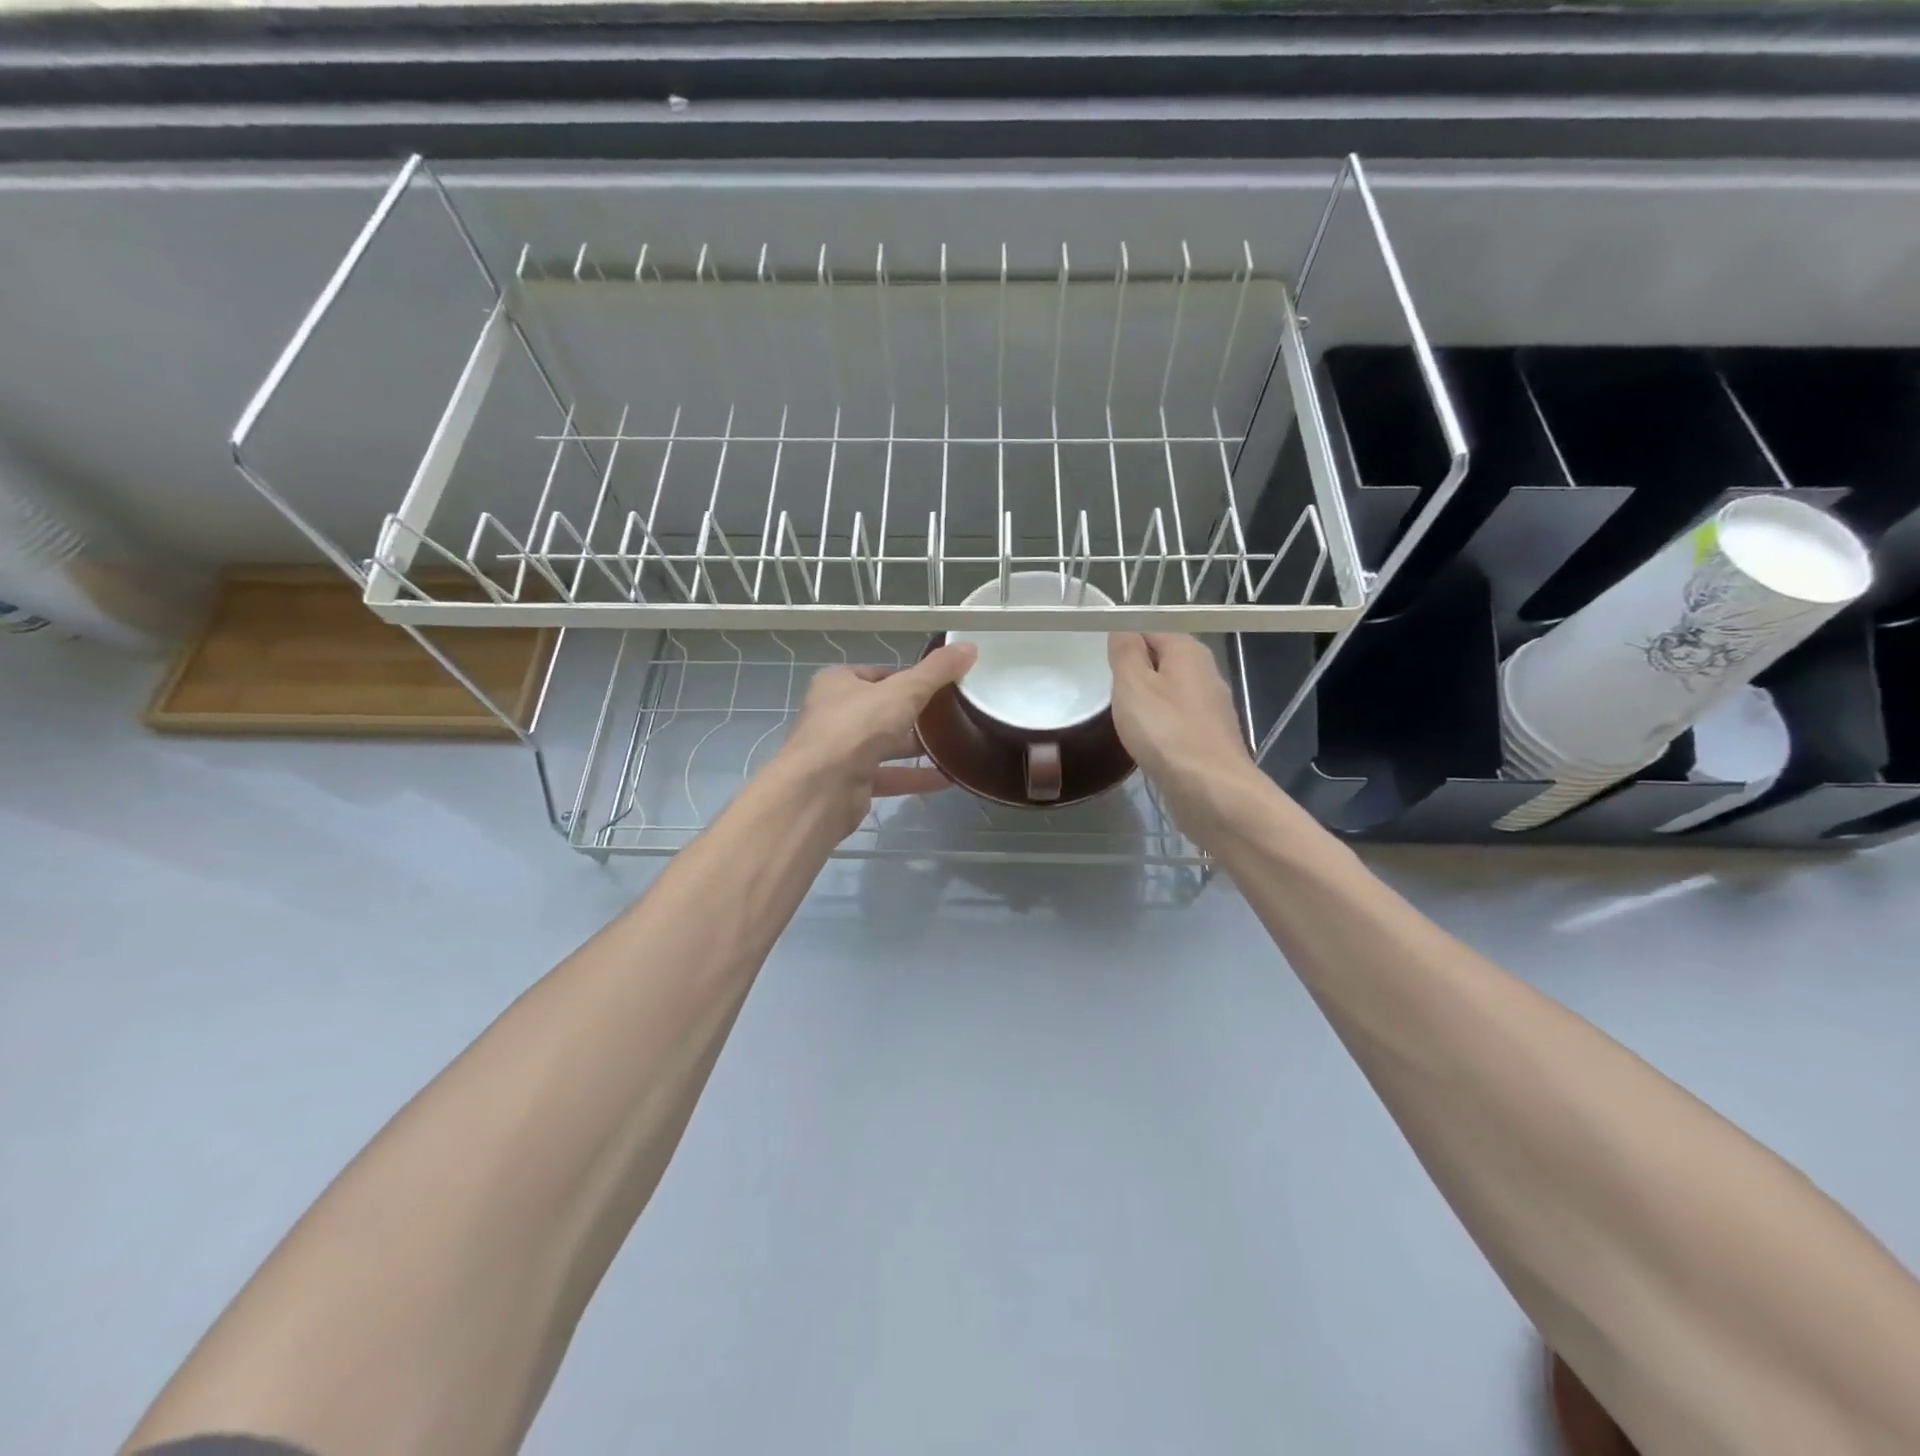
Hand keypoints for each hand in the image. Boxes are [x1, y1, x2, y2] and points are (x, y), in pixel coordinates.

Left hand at [774, 642, 977, 838]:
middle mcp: (835, 714)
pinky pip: (890, 775)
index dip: (910, 677)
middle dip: (916, 714)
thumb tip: (969, 646)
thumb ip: (936, 672)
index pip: (879, 674)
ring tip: (956, 744)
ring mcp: (841, 751)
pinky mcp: (851, 783)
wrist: (819, 789)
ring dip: (917, 746)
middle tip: (954, 714)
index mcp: (838, 682)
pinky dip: (915, 776)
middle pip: (883, 710)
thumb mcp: (904, 691)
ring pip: (886, 744)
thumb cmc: (857, 727)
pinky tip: (948, 778)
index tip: (942, 684)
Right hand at [1108, 632, 1266, 835]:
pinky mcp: (1208, 738)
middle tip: (1106, 691)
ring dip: (1145, 703)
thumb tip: (1122, 628)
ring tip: (1121, 717)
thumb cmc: (1166, 732)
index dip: (1123, 642)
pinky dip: (1158, 727)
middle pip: (1161, 661)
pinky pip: (1175, 720)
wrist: (1210, 791)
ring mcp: (1210, 708)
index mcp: (1189, 651)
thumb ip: (1125, 652)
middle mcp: (1205, 672)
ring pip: (1168, 693)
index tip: (1100, 662)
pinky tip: (1144, 742)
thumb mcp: (1133, 684)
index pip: (1150, 629)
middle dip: (1134, 673)